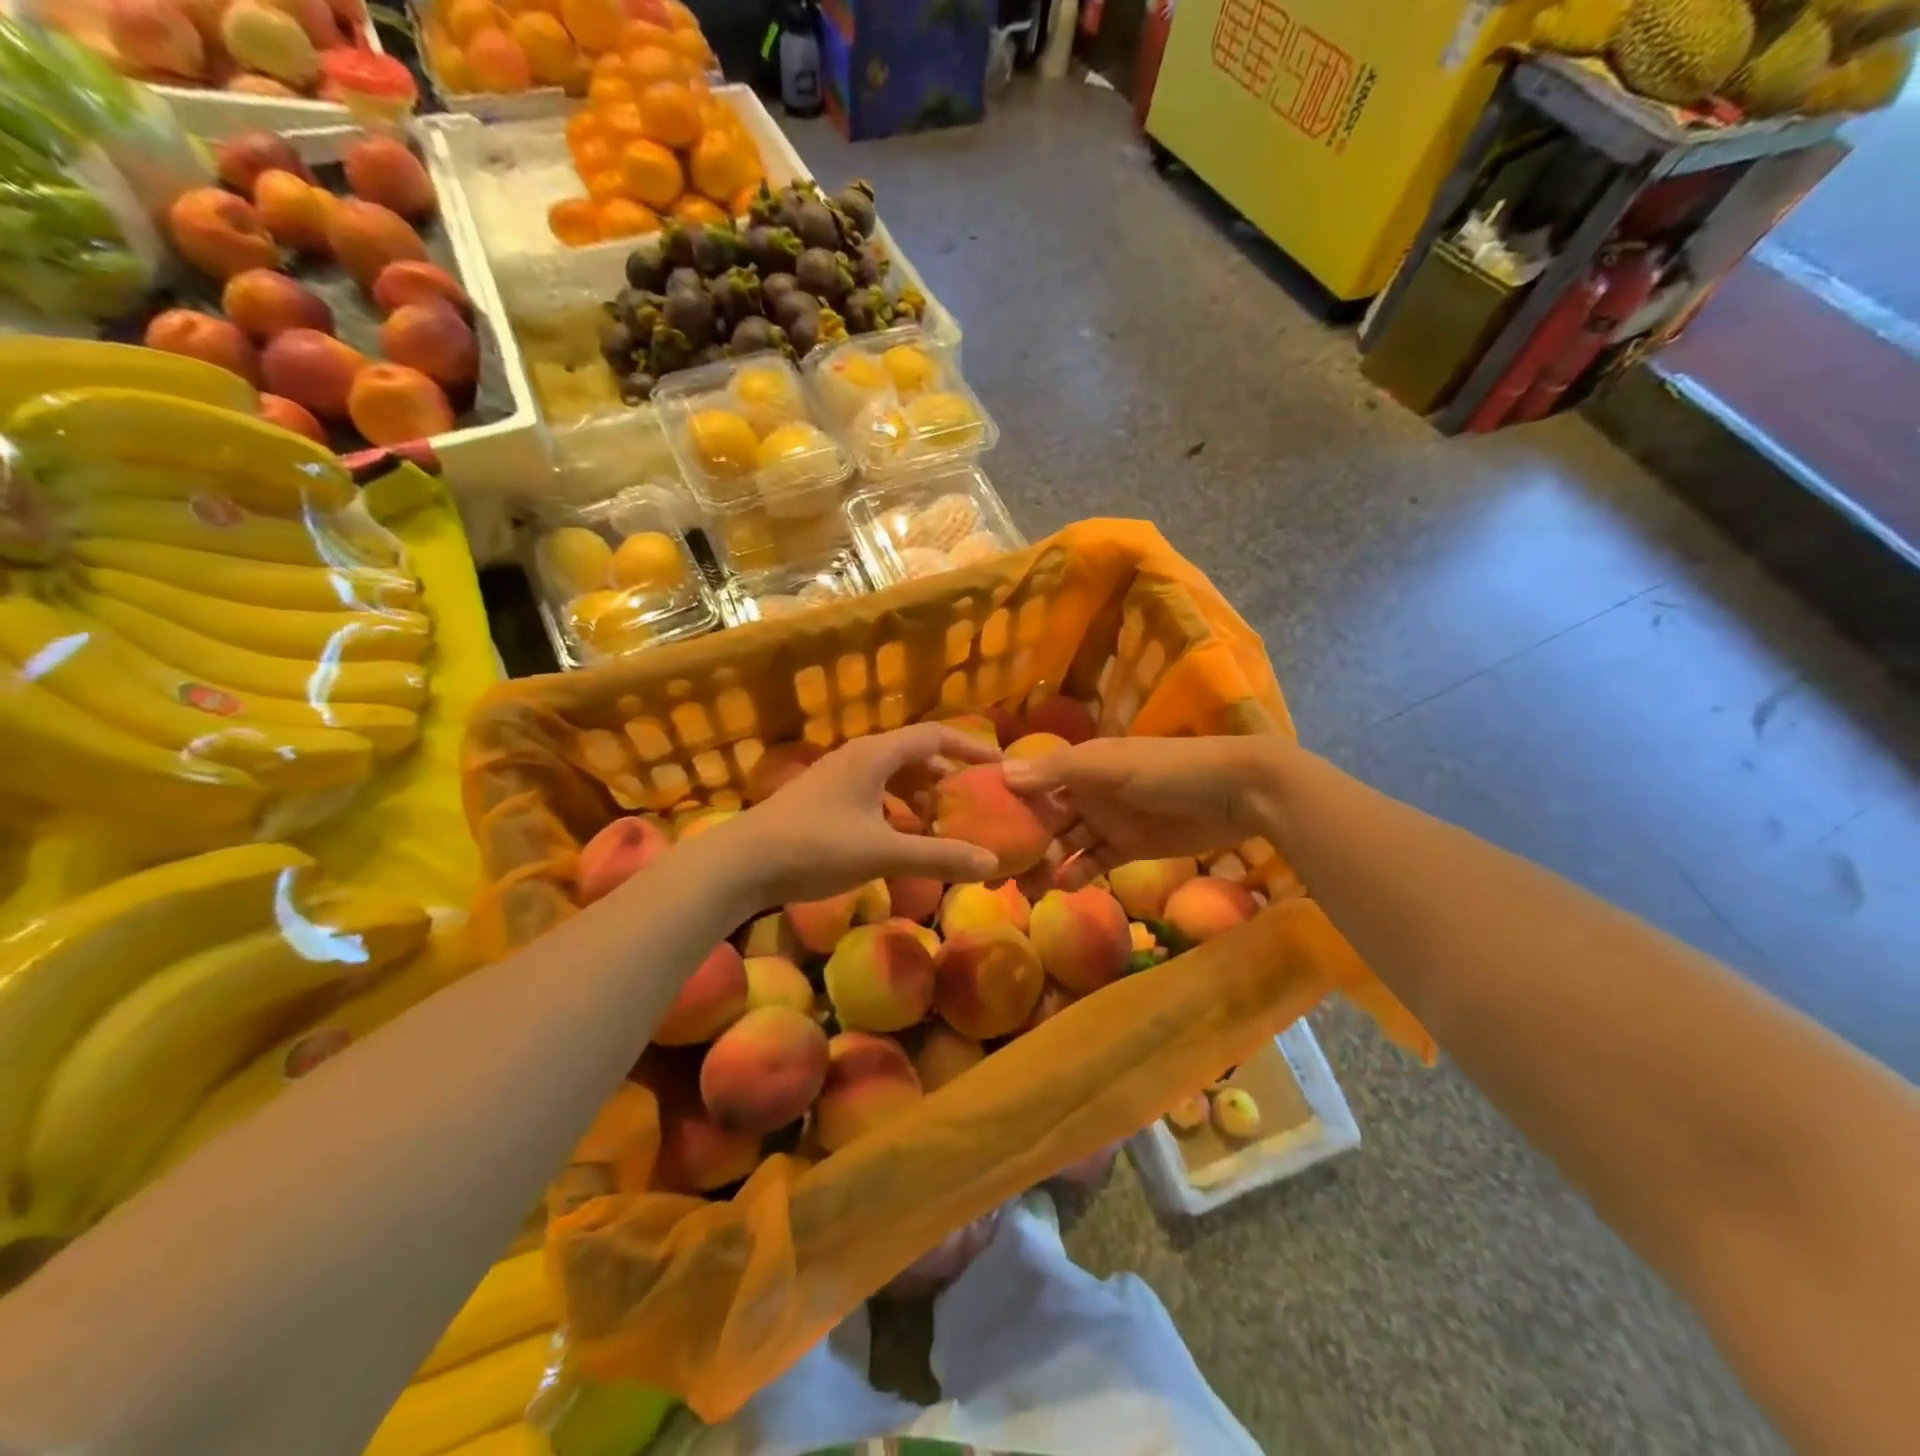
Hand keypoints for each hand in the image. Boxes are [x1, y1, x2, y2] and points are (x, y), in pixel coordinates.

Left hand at [732, 724, 1002, 906]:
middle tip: (976, 799)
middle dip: (947, 774)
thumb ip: (938, 856)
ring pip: (892, 775)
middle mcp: (859, 756)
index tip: (999, 764)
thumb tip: (992, 862)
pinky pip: (874, 793)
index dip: (970, 746)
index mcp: (875, 754)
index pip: (935, 736)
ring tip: (945, 821)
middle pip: (914, 754)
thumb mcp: (882, 853)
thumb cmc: (814, 848)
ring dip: (921, 794)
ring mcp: (838, 777)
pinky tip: (903, 836)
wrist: (740, 863)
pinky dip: (897, 808)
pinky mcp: (825, 799)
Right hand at [1001, 735, 1281, 880]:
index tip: (975, 826)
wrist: (1238, 792)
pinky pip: (1094, 861)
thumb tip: (1002, 774)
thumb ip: (1058, 771)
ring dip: (1045, 862)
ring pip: (1066, 844)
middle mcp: (1088, 791)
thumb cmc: (1170, 769)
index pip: (1032, 781)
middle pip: (1045, 817)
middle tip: (994, 871)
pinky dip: (1077, 873)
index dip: (1005, 801)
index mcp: (1080, 765)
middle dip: (1021, 840)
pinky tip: (1062, 887)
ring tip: (1024, 886)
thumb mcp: (1111, 765)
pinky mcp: (1130, 848)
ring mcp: (1109, 820)